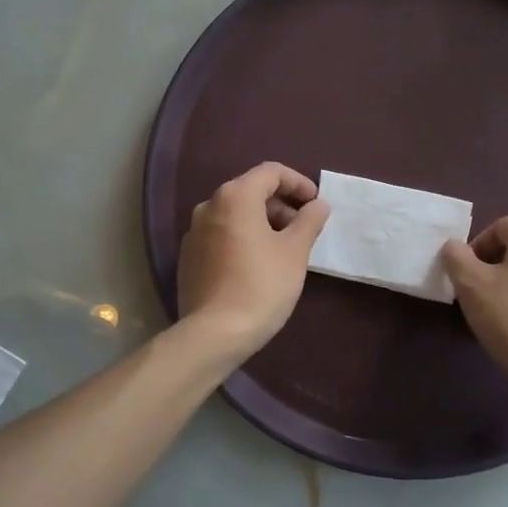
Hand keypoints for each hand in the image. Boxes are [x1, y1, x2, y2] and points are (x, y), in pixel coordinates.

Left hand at [176, 163, 330, 364]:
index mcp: (235, 196)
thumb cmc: (261, 285)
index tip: (315, 203)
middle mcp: (209, 205)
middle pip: (251, 191)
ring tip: (284, 249)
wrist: (214, 333)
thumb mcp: (295, 252)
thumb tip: (318, 204)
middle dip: (281, 205)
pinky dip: (243, 238)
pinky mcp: (189, 257)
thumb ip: (309, 221)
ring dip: (262, 222)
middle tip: (304, 229)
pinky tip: (257, 264)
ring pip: (235, 214)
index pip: (271, 172)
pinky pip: (221, 235)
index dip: (298, 182)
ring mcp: (194, 232)